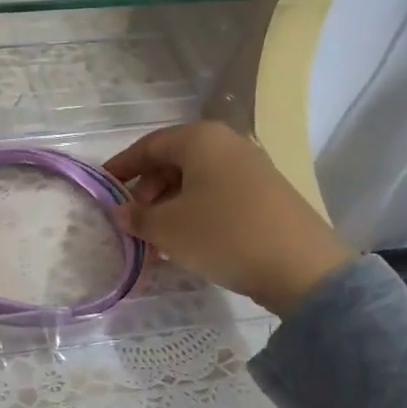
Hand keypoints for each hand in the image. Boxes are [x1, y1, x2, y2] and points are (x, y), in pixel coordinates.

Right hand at [105, 121, 354, 316]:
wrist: (303, 268)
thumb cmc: (224, 234)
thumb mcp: (168, 228)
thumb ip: (138, 216)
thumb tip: (122, 212)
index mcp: (200, 139)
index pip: (148, 146)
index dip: (121, 167)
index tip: (102, 188)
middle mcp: (227, 144)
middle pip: (173, 162)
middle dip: (147, 192)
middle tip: (133, 221)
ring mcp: (252, 168)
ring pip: (196, 182)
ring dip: (170, 207)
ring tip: (157, 241)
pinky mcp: (268, 194)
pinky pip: (219, 195)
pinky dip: (196, 213)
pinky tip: (188, 244)